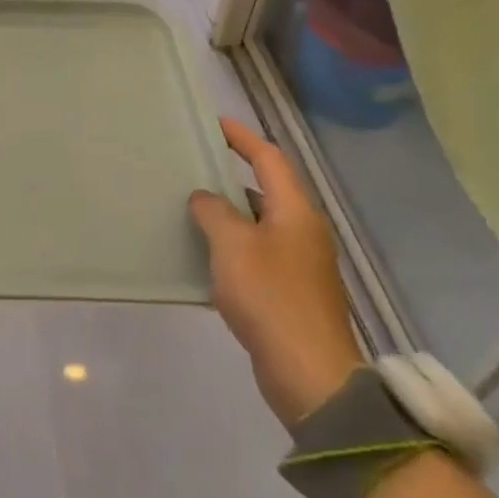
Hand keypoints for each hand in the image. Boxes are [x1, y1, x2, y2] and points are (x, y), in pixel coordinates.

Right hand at [190, 117, 364, 424]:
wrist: (309, 373)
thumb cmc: (270, 297)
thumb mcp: (232, 245)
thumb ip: (214, 212)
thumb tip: (204, 197)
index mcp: (295, 212)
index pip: (269, 159)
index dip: (242, 138)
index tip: (214, 123)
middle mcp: (302, 231)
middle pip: (266, 190)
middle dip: (230, 175)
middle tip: (192, 165)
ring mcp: (299, 264)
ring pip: (258, 223)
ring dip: (228, 213)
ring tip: (189, 205)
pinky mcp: (289, 292)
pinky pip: (256, 253)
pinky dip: (231, 245)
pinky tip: (203, 253)